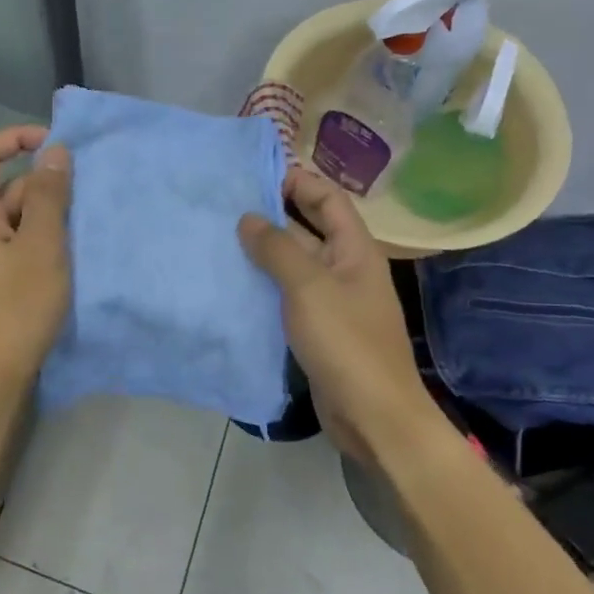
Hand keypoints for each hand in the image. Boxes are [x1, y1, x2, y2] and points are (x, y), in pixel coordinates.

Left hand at [0, 125, 72, 387]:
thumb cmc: (16, 307)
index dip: (20, 138)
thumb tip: (55, 150)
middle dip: (46, 185)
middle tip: (90, 194)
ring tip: (90, 223)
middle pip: (7, 186)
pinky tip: (75, 253)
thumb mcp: (41, 246)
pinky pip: (20, 245)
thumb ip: (48, 195)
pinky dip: (44, 241)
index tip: (60, 145)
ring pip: (18, 218)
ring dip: (50, 216)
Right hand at [238, 169, 428, 458]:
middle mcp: (345, 268)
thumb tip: (248, 218)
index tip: (253, 177)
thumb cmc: (346, 342)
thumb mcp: (309, 287)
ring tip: (220, 239)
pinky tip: (233, 283)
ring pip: (295, 264)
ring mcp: (332, 300)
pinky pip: (288, 295)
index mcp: (355, 249)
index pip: (328, 199)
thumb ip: (277, 249)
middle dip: (273, 215)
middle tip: (226, 207)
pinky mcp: (318, 329)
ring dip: (264, 252)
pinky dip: (265, 285)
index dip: (296, 182)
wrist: (373, 416)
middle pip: (309, 228)